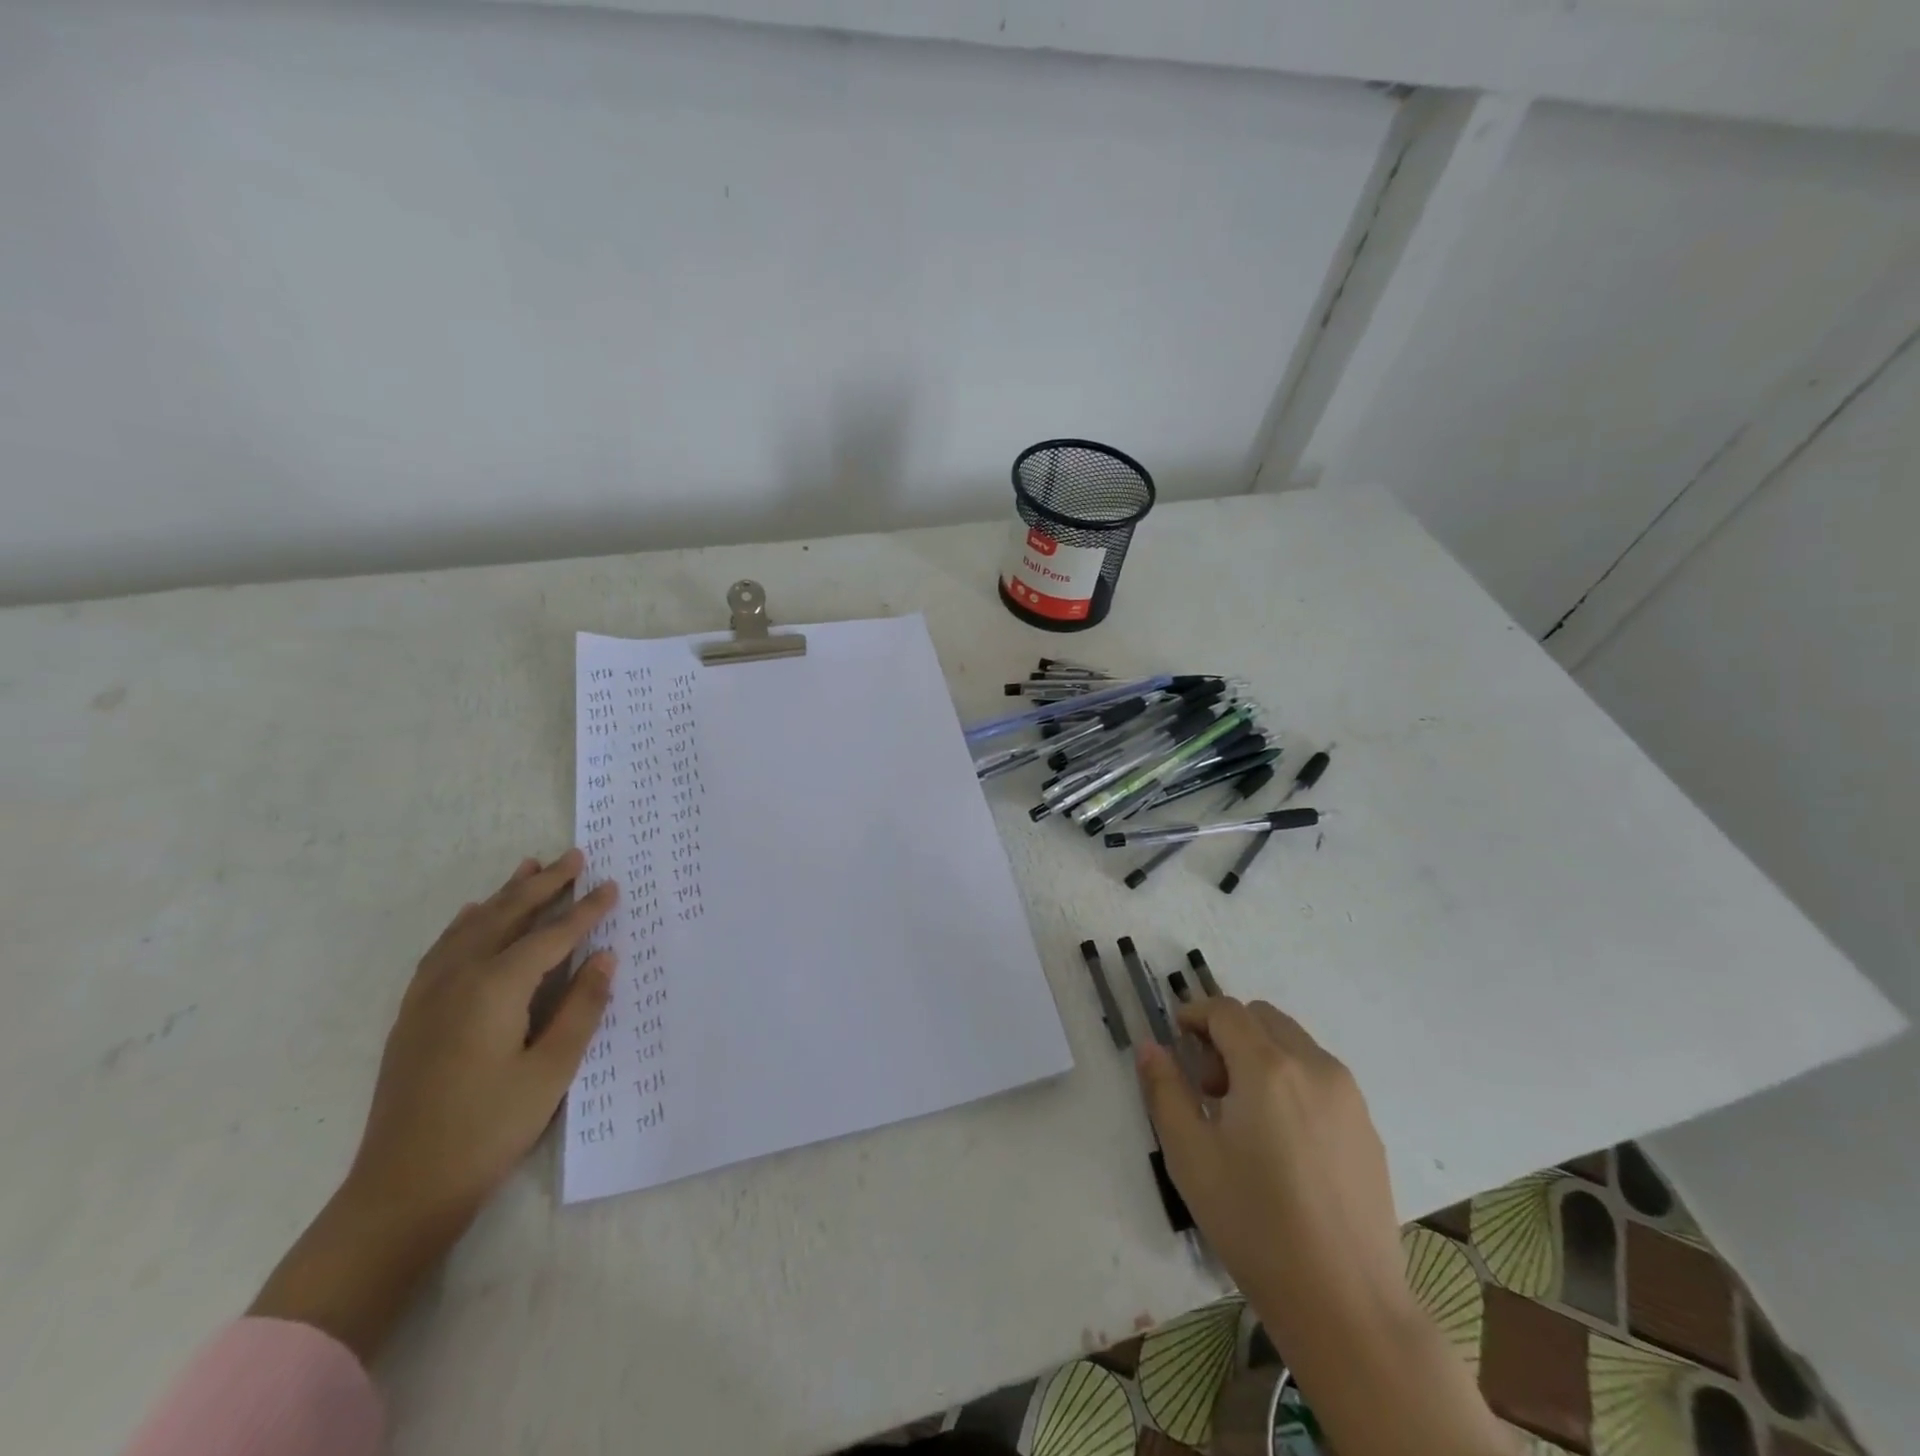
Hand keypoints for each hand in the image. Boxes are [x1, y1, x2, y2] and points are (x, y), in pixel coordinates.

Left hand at [350, 848, 616, 1221]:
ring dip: (504, 895)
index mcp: (495, 989)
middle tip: (574, 856)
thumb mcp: (551, 1071)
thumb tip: (605, 957)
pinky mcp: (413, 1014)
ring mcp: (428, 995)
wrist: (401, 1189)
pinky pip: (443, 949)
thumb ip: (581, 1008)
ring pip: (472, 926)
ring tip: (528, 868)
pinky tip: (472, 916)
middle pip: (506, 917)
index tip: (611, 884)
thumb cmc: (488, 1129)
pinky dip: (466, 923)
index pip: (550, 936)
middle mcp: (458, 979)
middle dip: (544, 884)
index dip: (584, 910)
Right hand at [1140, 998, 1513, 1455]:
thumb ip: (1164, 1090)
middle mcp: (1315, 1067)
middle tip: (1208, 1083)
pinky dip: (1292, 1080)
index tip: (1176, 1039)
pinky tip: (1281, 1141)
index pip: (1226, 1011)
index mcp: (1269, 1067)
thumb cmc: (1255, 1225)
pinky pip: (1321, 1077)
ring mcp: (1349, 1097)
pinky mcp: (1368, 1128)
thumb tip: (1151, 1047)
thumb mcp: (1190, 1156)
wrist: (1347, 1306)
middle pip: (1263, 1018)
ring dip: (1261, 1054)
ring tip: (1243, 1114)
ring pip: (1295, 1044)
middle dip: (1228, 1033)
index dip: (1195, 1014)